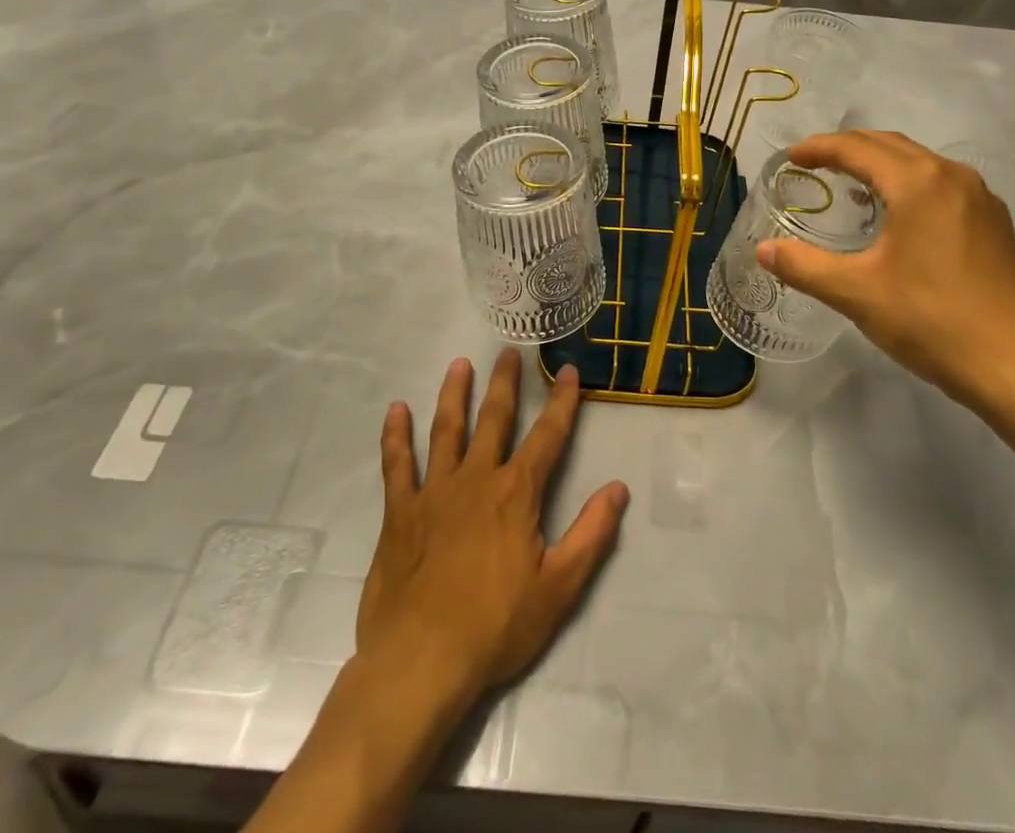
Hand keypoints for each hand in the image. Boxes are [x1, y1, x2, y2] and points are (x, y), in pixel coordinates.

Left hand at [356, 350, 629, 706]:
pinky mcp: (400, 512)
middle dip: (504, 383)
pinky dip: (396, 436)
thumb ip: (591, 534)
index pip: (548, 436)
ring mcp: (434, 491)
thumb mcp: (559, 587)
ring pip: (446, 430)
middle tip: (508, 351)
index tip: (568, 371)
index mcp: (517, 493)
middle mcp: (477, 478)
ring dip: (454, 394)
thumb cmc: (496, 627)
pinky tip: (396, 410)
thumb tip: (618, 489)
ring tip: (459, 364)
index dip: (562, 402)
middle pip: (494, 418)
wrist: (421, 662)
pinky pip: (397, 465)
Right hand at [757, 131, 1014, 410]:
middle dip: (848, 148)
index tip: (791, 158)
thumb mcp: (858, 294)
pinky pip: (941, 184)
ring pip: (919, 162)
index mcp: (917, 183)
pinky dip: (908, 183)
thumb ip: (804, 266)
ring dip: (880, 163)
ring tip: (850, 183)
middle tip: (814, 164)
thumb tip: (763, 250)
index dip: (819, 148)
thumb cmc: (933, 321)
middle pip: (890, 145)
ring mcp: (980, 199)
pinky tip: (898, 215)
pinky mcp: (995, 224)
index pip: (857, 148)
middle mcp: (952, 177)